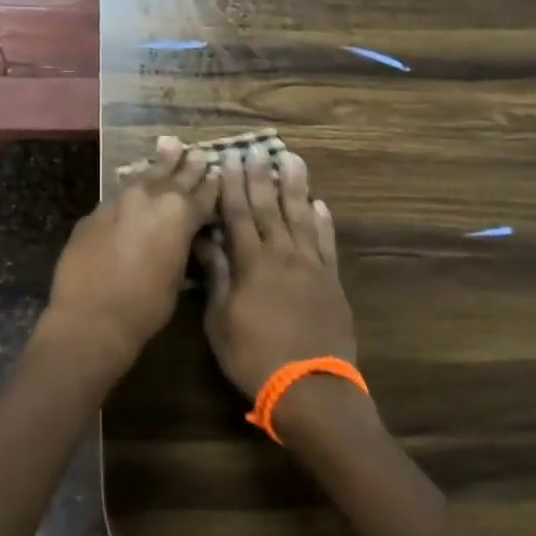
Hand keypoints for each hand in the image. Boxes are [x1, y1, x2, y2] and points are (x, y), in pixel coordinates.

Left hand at [42, 137, 220, 376]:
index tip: (218, 173)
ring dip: (159, 165)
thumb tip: (182, 234)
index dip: (213, 184)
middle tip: (197, 153)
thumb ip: (182, 245)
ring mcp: (119, 200)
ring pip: (144, 176)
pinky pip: (119, 192)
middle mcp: (151, 197)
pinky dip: (133, 186)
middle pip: (175, 176)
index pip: (204, 192)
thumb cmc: (146, 306)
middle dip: (188, 166)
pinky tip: (136, 180)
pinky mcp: (95, 212)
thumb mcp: (178, 276)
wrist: (91, 317)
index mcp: (180, 213)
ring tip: (169, 147)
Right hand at [196, 143, 356, 401]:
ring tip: (292, 160)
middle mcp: (282, 255)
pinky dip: (323, 222)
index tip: (229, 159)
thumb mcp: (220, 319)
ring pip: (301, 217)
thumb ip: (216, 275)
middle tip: (258, 149)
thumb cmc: (253, 356)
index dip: (232, 185)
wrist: (309, 387)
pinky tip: (320, 205)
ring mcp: (311, 266)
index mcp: (251, 263)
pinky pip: (326, 243)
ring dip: (295, 187)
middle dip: (261, 177)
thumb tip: (204, 240)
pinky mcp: (331, 281)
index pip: (237, 214)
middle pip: (269, 208)